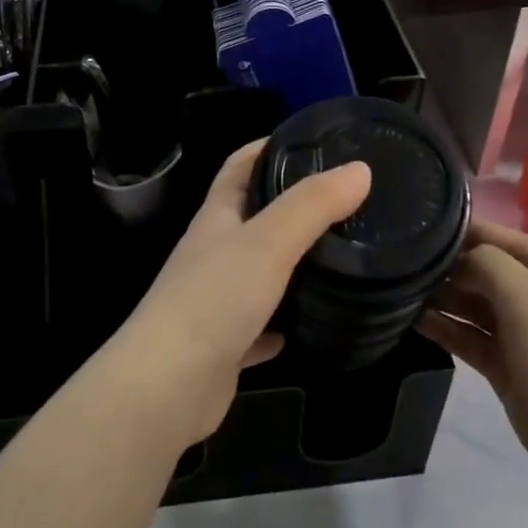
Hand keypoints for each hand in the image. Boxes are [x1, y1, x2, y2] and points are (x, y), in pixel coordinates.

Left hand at [103, 139, 370, 445]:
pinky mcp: (222, 345)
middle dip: (289, 206)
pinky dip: (279, 324)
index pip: (239, 166)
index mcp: (216, 218)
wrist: (167, 385)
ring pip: (256, 273)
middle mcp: (212, 253)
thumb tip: (360, 169)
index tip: (310, 141)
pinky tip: (306, 327)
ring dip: (288, 266)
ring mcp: (214, 300)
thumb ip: (313, 205)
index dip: (267, 147)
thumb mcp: (268, 242)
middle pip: (251, 218)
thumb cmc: (214, 299)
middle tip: (342, 203)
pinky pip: (257, 328)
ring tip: (337, 259)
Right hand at [420, 221, 527, 492]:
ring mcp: (519, 329)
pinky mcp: (504, 363)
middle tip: (395, 265)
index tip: (410, 229)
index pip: (492, 234)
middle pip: (477, 267)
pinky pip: (467, 336)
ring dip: (438, 297)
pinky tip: (411, 320)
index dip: (454, 230)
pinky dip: (443, 327)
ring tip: (396, 291)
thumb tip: (456, 259)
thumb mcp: (525, 293)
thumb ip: (485, 261)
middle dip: (442, 265)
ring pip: (469, 303)